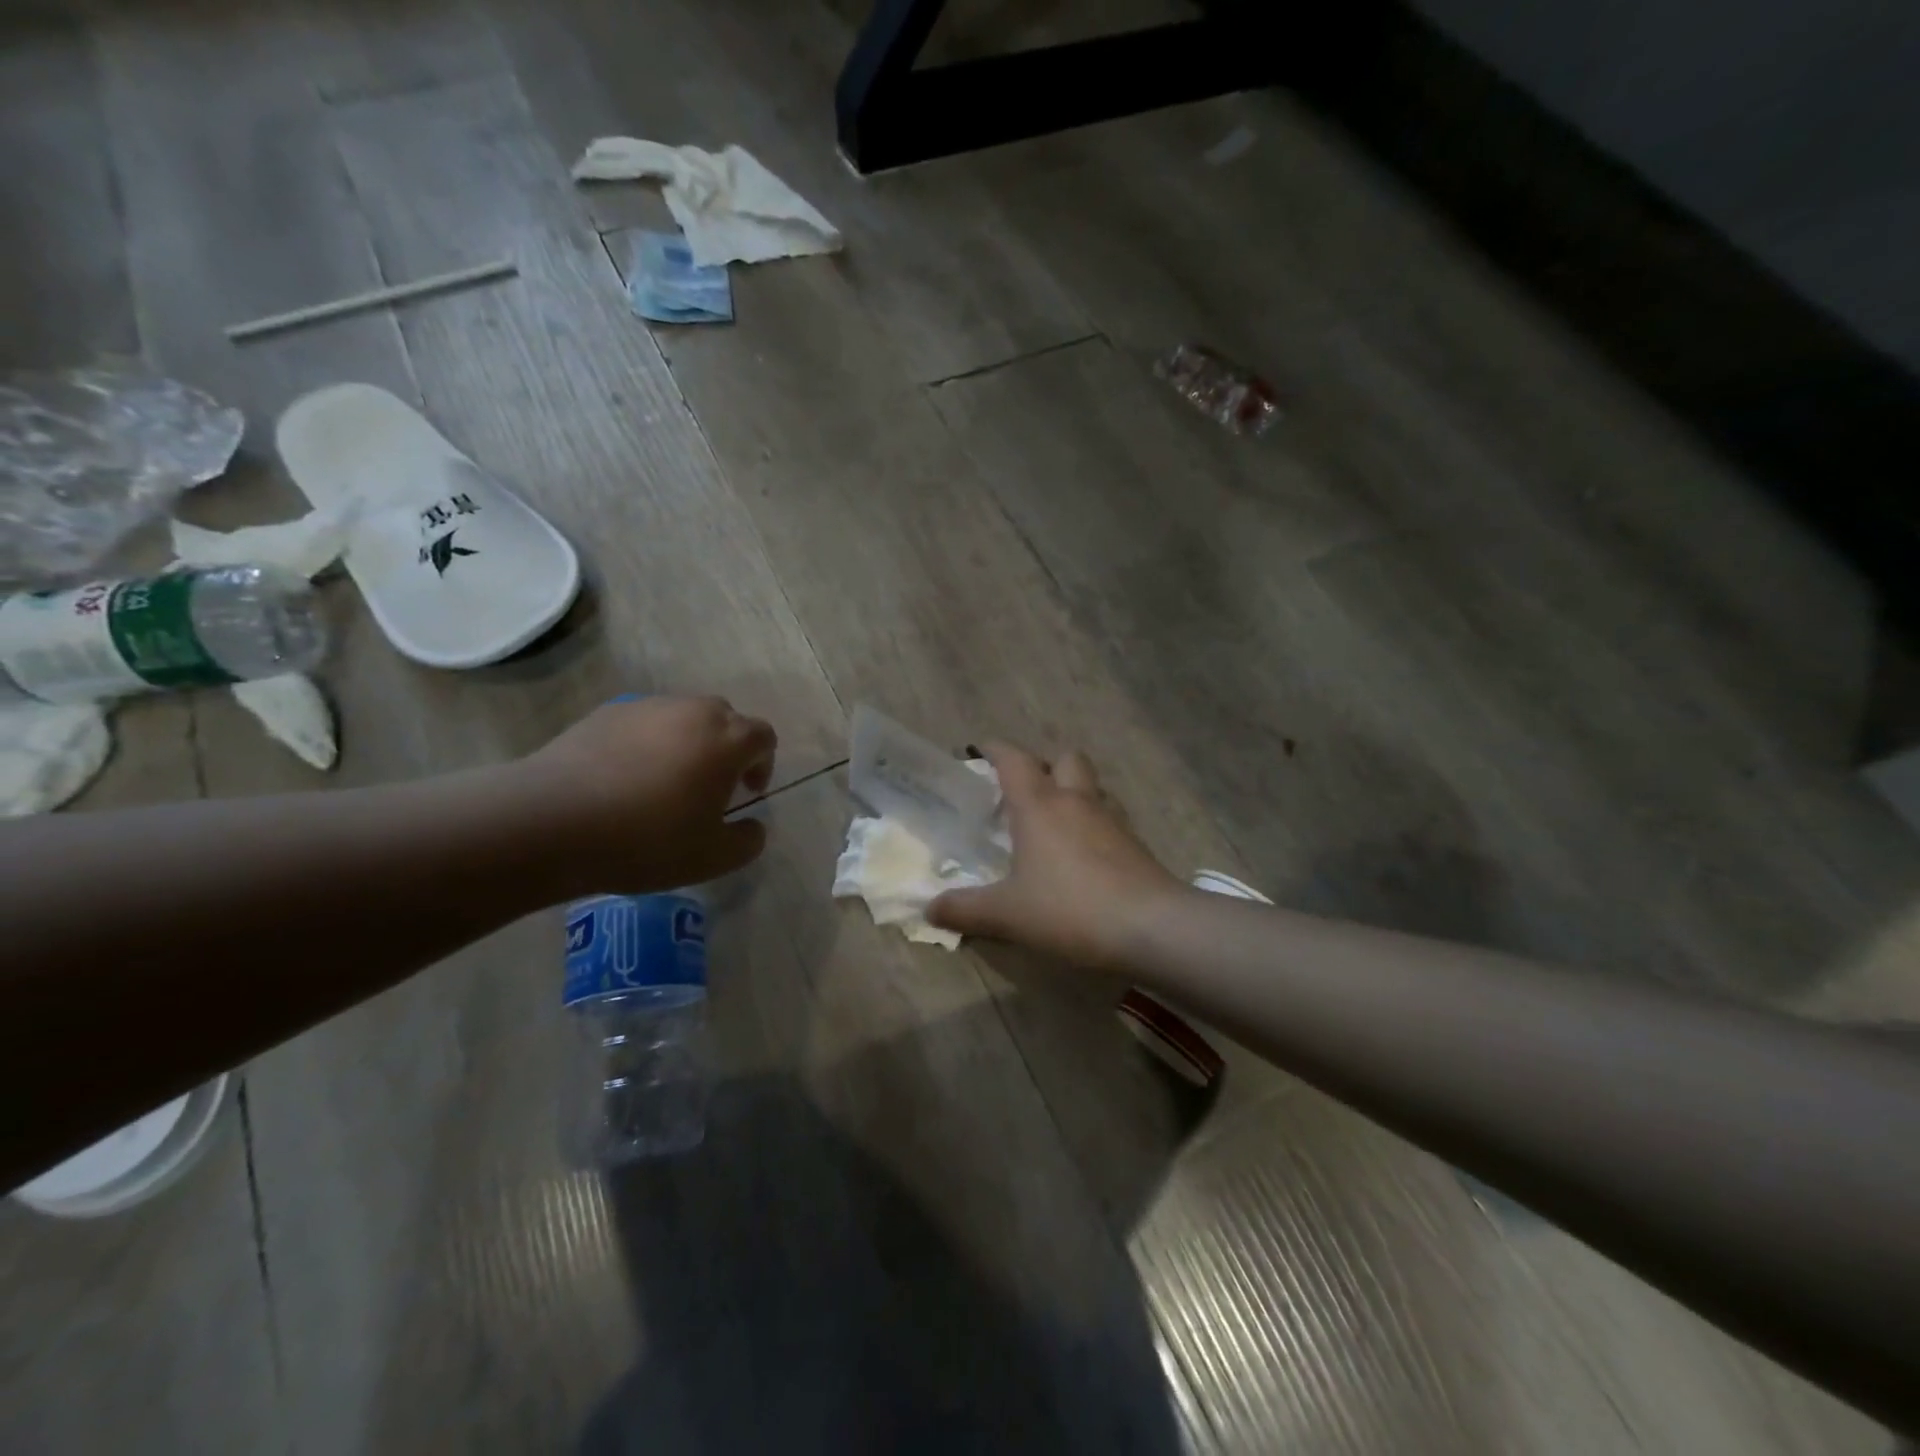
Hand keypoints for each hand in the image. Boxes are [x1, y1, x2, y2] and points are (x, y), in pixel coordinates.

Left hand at [518, 696, 775, 894]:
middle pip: (726, 719)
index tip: (746, 792)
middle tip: (709, 786)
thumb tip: (753, 826)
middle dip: (727, 748)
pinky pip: (643, 722)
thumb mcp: (712, 858)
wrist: (552, 820)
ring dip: (687, 742)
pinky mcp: (607, 712)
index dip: (762, 764)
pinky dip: (646, 742)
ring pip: (683, 717)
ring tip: (663, 782)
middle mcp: (693, 711)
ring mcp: (647, 706)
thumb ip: (747, 841)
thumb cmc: (646, 840)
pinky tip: (623, 778)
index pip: (763, 737)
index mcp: (728, 740)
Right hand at [927, 742, 1185, 969]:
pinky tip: (1085, 851)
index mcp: (1039, 806)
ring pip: (1091, 785)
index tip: (981, 750)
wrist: (1151, 926)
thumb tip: (929, 908)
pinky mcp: (1135, 842)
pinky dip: (1094, 821)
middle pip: (1064, 758)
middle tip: (1025, 791)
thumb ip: (965, 909)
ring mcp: (1111, 819)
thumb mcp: (1007, 915)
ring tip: (1055, 819)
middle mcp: (1076, 801)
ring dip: (1073, 790)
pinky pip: (1110, 815)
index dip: (995, 750)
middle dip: (1043, 765)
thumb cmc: (1070, 909)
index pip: (1013, 760)